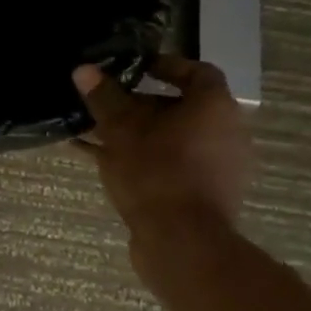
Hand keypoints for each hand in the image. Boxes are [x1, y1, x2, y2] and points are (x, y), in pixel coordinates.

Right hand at [72, 56, 253, 290]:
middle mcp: (226, 132)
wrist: (182, 244)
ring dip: (138, 133)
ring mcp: (219, 167)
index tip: (135, 69)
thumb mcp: (120, 129)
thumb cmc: (156, 172)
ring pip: (173, 138)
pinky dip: (143, 158)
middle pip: (182, 107)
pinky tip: (102, 162)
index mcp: (214, 107)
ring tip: (98, 133)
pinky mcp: (205, 194)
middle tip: (108, 103)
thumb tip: (84, 69)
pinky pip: (172, 164)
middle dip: (141, 104)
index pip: (197, 72)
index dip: (165, 66)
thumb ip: (104, 97)